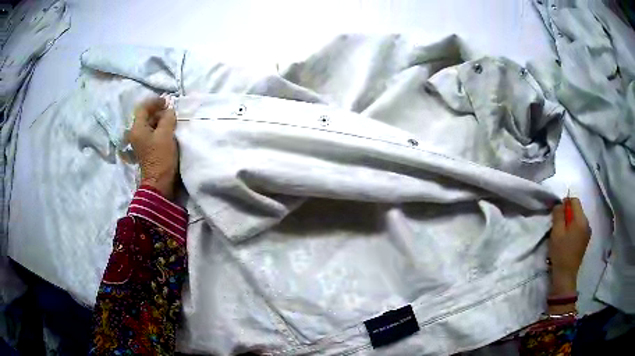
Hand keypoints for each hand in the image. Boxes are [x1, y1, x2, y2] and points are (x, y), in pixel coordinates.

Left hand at [129, 97, 178, 199]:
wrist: (158, 184)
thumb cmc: (161, 158)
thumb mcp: (166, 135)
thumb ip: (167, 118)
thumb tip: (169, 111)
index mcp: (137, 129)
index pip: (143, 108)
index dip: (154, 102)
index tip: (167, 102)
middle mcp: (135, 134)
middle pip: (144, 116)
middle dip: (157, 111)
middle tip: (170, 112)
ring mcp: (139, 143)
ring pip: (148, 125)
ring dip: (158, 121)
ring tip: (171, 121)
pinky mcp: (145, 150)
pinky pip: (150, 134)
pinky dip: (157, 130)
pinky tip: (167, 132)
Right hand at [548, 197, 590, 296]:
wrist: (565, 276)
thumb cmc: (561, 253)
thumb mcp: (556, 232)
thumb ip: (558, 214)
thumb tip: (560, 204)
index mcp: (581, 219)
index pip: (574, 200)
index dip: (565, 204)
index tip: (557, 215)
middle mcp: (587, 223)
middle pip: (577, 209)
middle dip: (567, 214)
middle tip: (558, 226)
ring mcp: (587, 232)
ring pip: (578, 219)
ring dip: (570, 222)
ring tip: (562, 235)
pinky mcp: (585, 240)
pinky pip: (580, 228)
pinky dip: (573, 230)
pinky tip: (567, 240)